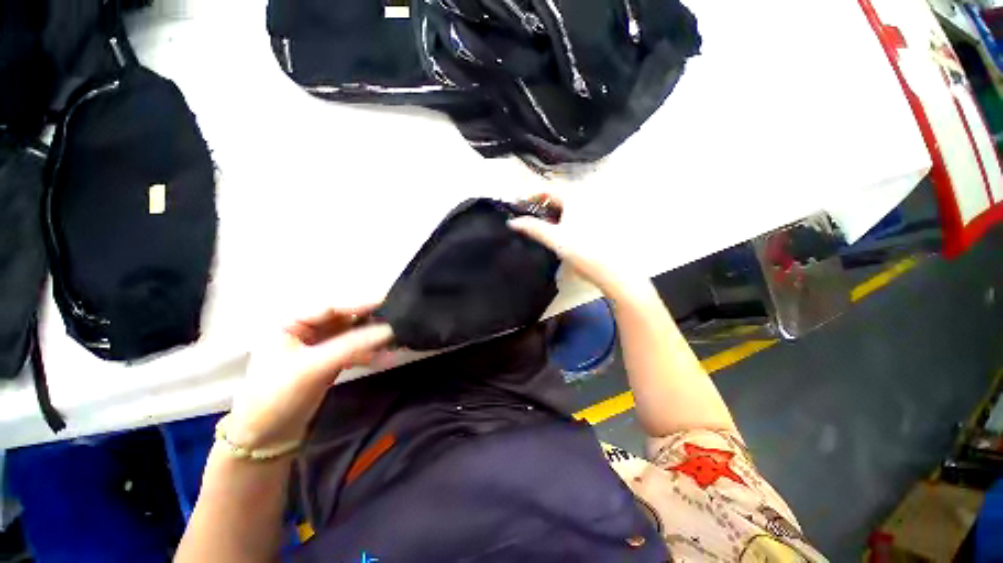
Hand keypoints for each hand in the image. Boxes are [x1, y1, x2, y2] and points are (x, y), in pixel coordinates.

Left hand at [226, 304, 392, 448]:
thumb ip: (351, 345)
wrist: (265, 438)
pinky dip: (370, 353)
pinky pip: (355, 349)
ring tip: (397, 341)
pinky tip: (386, 357)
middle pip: (346, 318)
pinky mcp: (330, 360)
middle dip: (371, 320)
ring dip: (374, 338)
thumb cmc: (277, 397)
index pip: (332, 306)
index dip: (361, 303)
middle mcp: (306, 328)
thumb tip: (389, 329)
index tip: (389, 300)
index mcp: (291, 322)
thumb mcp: (312, 368)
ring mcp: (319, 345)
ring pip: (353, 334)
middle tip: (398, 320)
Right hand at [508, 195, 648, 301]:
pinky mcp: (599, 222)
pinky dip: (565, 220)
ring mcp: (595, 210)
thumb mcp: (554, 239)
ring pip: (567, 208)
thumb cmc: (582, 251)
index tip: (519, 205)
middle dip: (542, 206)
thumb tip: (512, 222)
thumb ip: (532, 228)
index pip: (548, 189)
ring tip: (543, 227)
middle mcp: (586, 199)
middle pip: (558, 198)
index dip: (531, 195)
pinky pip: (576, 216)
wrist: (612, 269)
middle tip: (529, 218)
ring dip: (553, 214)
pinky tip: (562, 234)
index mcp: (575, 198)